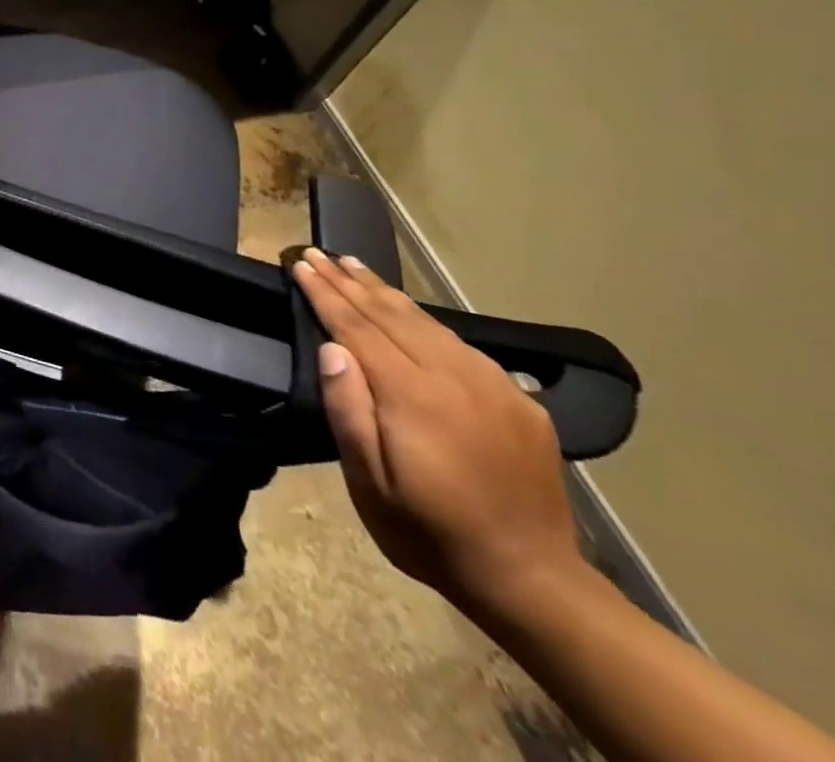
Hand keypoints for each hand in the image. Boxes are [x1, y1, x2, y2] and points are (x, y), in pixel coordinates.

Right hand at [291, 248, 584, 614]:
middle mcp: (454, 377)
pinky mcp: (518, 401)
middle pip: (391, 314)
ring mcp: (492, 386)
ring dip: (384, 291)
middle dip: (349, 281)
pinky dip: (425, 319)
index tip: (300, 264)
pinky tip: (411, 312)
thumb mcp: (370, 484)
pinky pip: (461, 345)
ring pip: (427, 322)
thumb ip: (350, 412)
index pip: (357, 326)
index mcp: (413, 395)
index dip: (325, 293)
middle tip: (318, 252)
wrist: (534, 582)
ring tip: (354, 266)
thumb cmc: (430, 533)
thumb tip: (332, 349)